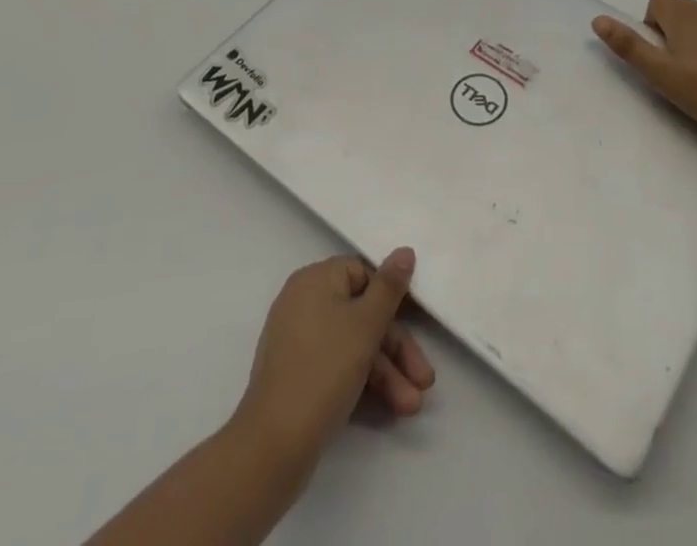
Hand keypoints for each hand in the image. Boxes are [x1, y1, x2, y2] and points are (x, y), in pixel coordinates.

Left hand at [234, 249, 434, 465]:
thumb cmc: (324, 369)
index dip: (391, 298)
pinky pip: (337, 366)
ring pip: (352, 345)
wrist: (273, 445)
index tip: (417, 323)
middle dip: (396, 350)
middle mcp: (304, 302)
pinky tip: (390, 409)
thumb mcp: (366, 324)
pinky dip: (363, 383)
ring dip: (386, 374)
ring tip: (412, 407)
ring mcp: (298, 341)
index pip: (363, 274)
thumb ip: (389, 287)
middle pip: (362, 314)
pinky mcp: (297, 376)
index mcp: (316, 280)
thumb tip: (405, 251)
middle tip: (423, 381)